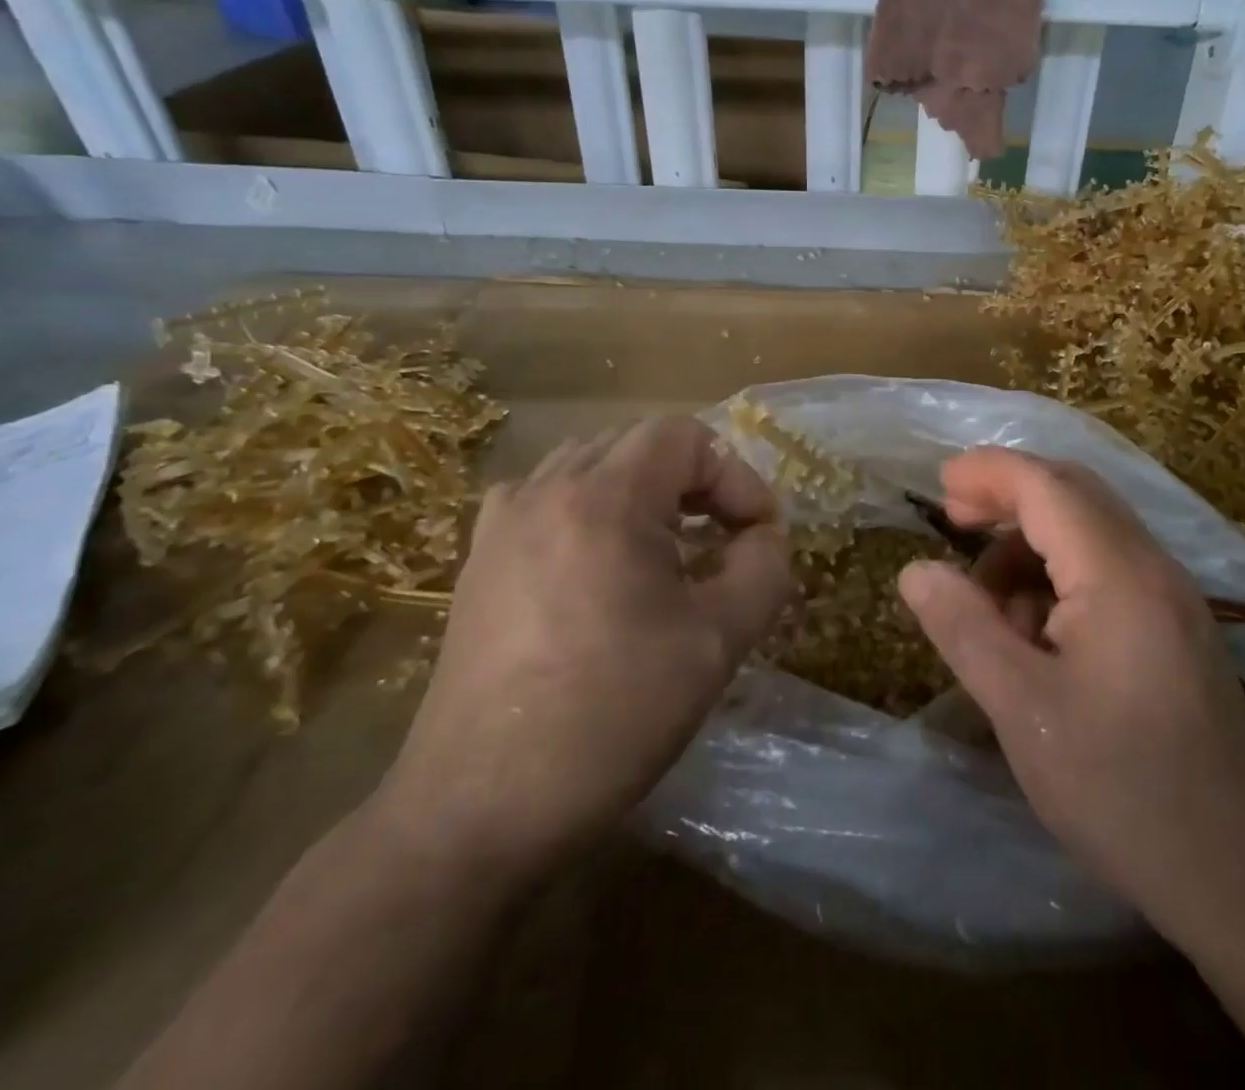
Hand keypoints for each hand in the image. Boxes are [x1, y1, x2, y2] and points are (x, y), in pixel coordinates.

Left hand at [376, 417, 792, 876]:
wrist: (480, 809)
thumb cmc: (611, 716)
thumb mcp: (718, 642)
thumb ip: (764, 568)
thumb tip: (764, 536)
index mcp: (604, 500)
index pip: (684, 436)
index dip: (734, 474)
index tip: (756, 534)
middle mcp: (545, 491)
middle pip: (638, 443)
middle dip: (695, 480)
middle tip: (723, 537)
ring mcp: (503, 523)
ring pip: (592, 465)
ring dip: (644, 491)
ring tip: (668, 548)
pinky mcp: (479, 559)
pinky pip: (548, 498)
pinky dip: (591, 508)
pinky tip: (601, 563)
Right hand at [898, 448, 1244, 942]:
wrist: (1240, 879)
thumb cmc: (1120, 790)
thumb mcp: (1022, 709)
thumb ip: (963, 628)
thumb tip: (916, 570)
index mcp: (1120, 575)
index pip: (1047, 486)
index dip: (989, 472)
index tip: (938, 484)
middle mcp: (1154, 568)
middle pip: (1074, 493)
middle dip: (1009, 497)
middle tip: (954, 523)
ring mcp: (1174, 598)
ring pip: (1091, 532)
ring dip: (1032, 545)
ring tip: (991, 607)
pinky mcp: (1178, 628)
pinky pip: (1110, 570)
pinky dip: (1061, 577)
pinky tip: (1036, 633)